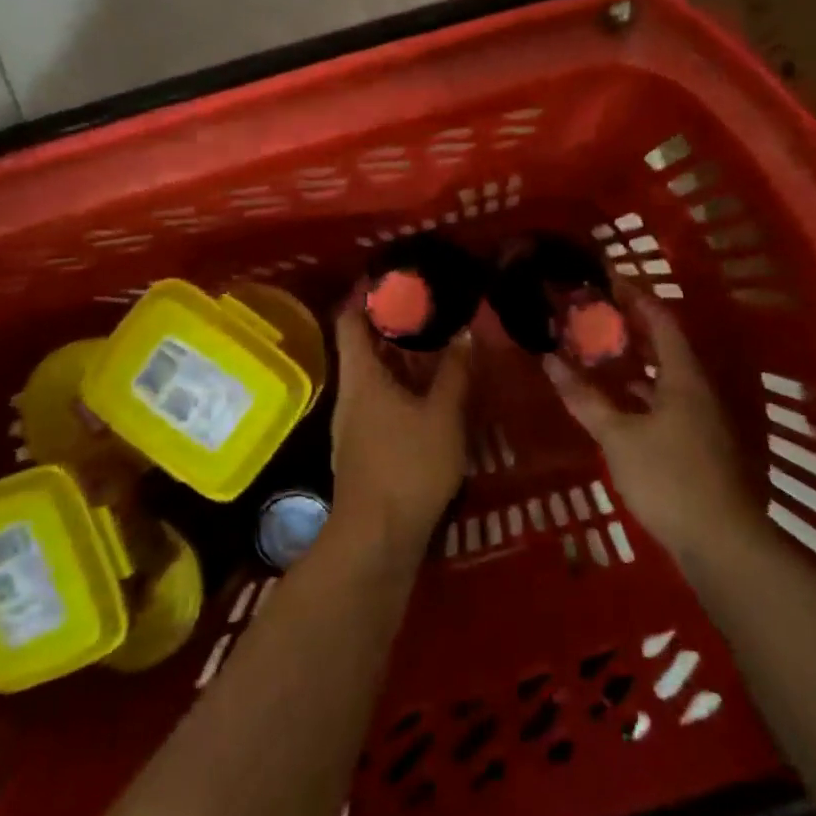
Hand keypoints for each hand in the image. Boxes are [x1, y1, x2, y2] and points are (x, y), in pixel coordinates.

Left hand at [330, 301, 470, 563]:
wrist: (378, 537)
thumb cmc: (409, 466)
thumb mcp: (444, 415)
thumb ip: (455, 372)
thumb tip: (465, 333)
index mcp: (362, 377)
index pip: (350, 319)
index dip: (365, 295)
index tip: (393, 279)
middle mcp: (350, 394)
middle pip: (363, 347)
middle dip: (393, 327)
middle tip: (430, 310)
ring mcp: (352, 424)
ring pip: (373, 377)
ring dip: (400, 360)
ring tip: (437, 348)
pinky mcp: (361, 448)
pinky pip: (379, 402)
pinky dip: (401, 388)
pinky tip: (430, 396)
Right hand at [543, 294, 749, 555]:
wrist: (722, 542)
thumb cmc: (669, 478)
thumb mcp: (619, 436)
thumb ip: (585, 398)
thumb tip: (550, 361)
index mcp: (684, 377)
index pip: (661, 321)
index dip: (636, 298)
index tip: (608, 282)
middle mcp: (698, 391)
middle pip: (667, 347)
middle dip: (633, 330)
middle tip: (597, 317)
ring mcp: (703, 420)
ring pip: (667, 379)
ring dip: (637, 365)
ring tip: (601, 355)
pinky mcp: (700, 446)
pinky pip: (668, 404)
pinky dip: (643, 396)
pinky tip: (621, 407)